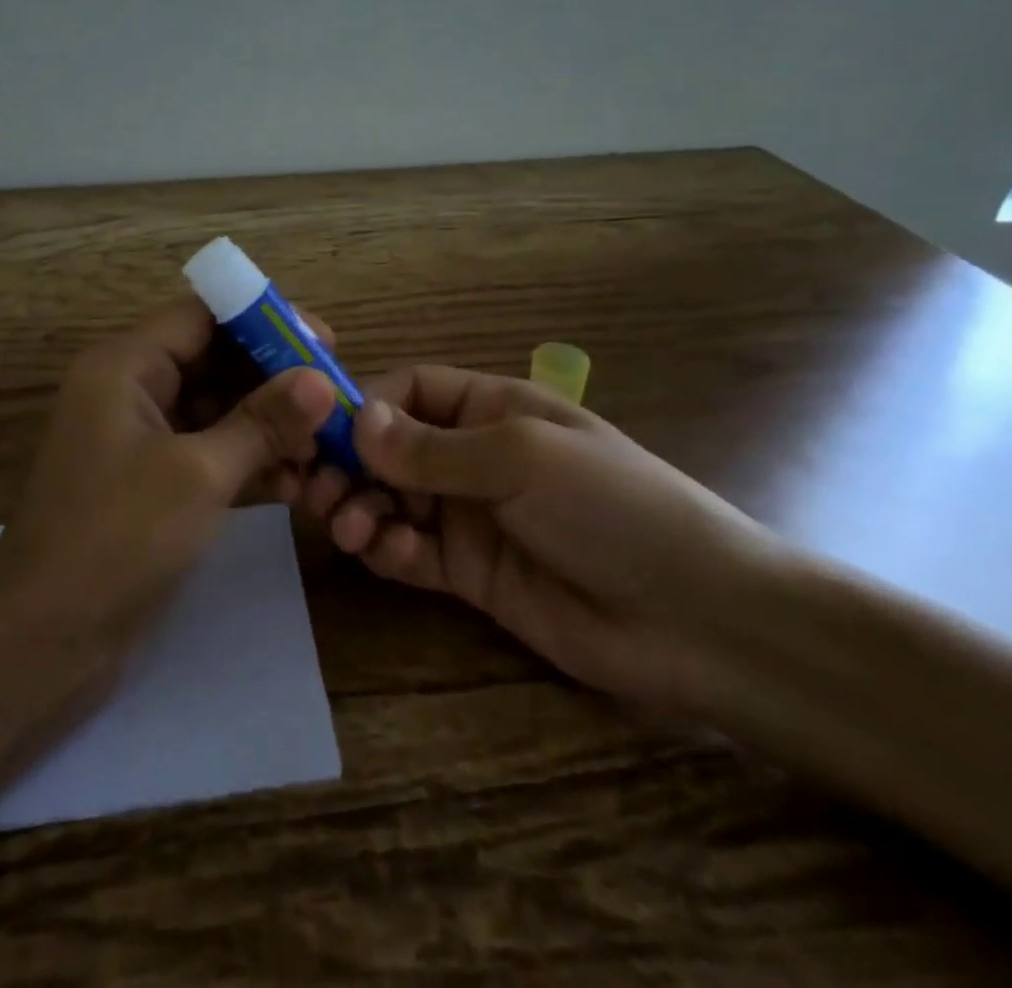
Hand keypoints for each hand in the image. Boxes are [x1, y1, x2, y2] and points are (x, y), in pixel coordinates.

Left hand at [0, 298, 338, 660]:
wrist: (41, 644)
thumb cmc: (116, 539)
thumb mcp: (198, 474)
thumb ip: (262, 423)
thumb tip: (322, 380)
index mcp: (124, 366)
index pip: (203, 316)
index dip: (265, 322)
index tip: (325, 344)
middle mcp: (128, 390)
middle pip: (212, 360)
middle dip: (273, 380)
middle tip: (334, 402)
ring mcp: (136, 440)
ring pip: (214, 410)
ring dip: (266, 427)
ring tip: (322, 452)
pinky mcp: (148, 484)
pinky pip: (205, 452)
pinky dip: (245, 462)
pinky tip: (291, 487)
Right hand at [295, 365, 778, 712]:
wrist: (695, 620)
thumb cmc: (612, 507)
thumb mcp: (522, 459)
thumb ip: (434, 448)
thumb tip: (358, 423)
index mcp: (491, 408)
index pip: (410, 391)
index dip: (365, 408)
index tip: (324, 436)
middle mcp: (473, 455)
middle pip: (391, 449)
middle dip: (352, 466)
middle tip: (316, 492)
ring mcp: (469, 515)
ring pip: (392, 500)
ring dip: (362, 508)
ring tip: (351, 529)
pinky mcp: (468, 573)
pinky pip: (410, 551)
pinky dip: (388, 549)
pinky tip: (387, 554)